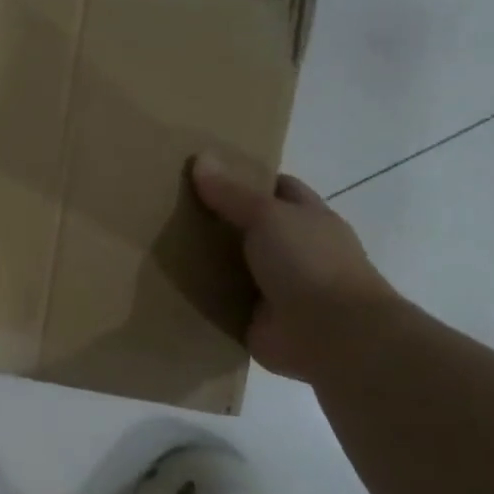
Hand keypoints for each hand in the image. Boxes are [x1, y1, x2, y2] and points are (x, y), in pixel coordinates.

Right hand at [190, 152, 399, 381]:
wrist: (332, 335)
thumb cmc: (309, 262)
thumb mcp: (268, 216)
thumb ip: (233, 193)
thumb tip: (201, 158)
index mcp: (308, 219)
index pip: (277, 189)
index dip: (246, 179)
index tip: (206, 174)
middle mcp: (294, 251)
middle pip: (250, 227)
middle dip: (217, 220)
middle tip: (170, 208)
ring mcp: (276, 288)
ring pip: (234, 266)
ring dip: (206, 261)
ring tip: (160, 245)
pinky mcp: (256, 320)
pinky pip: (222, 303)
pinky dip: (202, 298)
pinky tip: (169, 287)